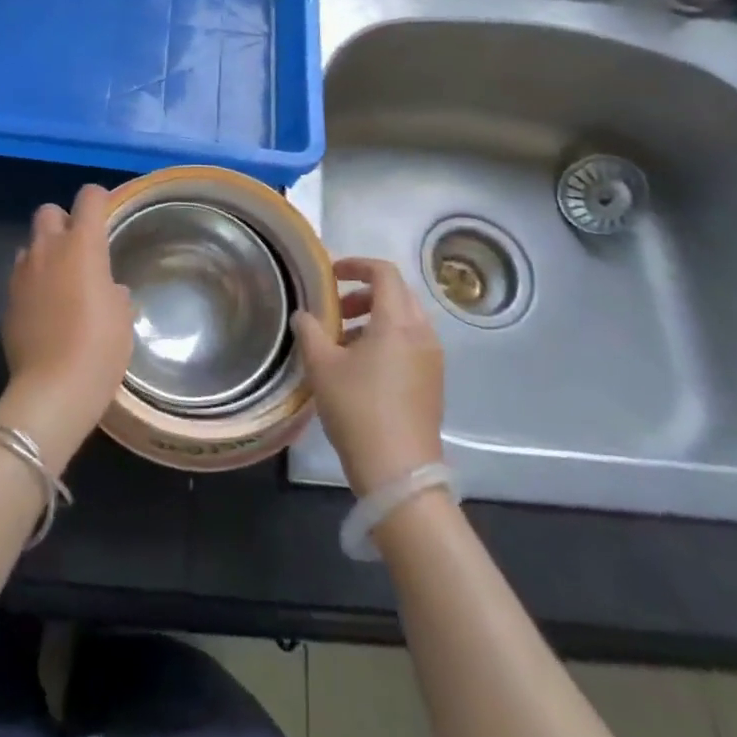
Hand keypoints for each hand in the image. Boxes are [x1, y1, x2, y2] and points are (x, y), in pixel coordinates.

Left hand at [0, 184, 133, 472]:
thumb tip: (108, 289)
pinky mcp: (6, 301)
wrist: (52, 389)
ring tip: (61, 279)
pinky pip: (20, 277)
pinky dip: (33, 282)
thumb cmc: (100, 347)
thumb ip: (114, 291)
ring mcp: (22, 274)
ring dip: (45, 252)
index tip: (108, 212)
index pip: (88, 197)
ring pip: (30, 244)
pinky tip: (46, 308)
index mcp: (82, 245)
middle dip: (64, 221)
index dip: (99, 199)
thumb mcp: (123, 316)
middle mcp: (48, 250)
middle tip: (80, 247)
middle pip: (48, 211)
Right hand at [294, 257, 443, 495]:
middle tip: (334, 309)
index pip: (384, 272)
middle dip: (363, 293)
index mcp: (398, 321)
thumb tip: (304, 315)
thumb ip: (309, 330)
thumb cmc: (358, 409)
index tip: (330, 274)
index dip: (356, 265)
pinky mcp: (433, 381)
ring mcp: (432, 358)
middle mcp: (423, 332)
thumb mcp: (322, 366)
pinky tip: (360, 366)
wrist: (398, 472)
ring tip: (341, 341)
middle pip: (396, 293)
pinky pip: (410, 342)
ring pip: (404, 319)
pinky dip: (386, 339)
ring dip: (373, 317)